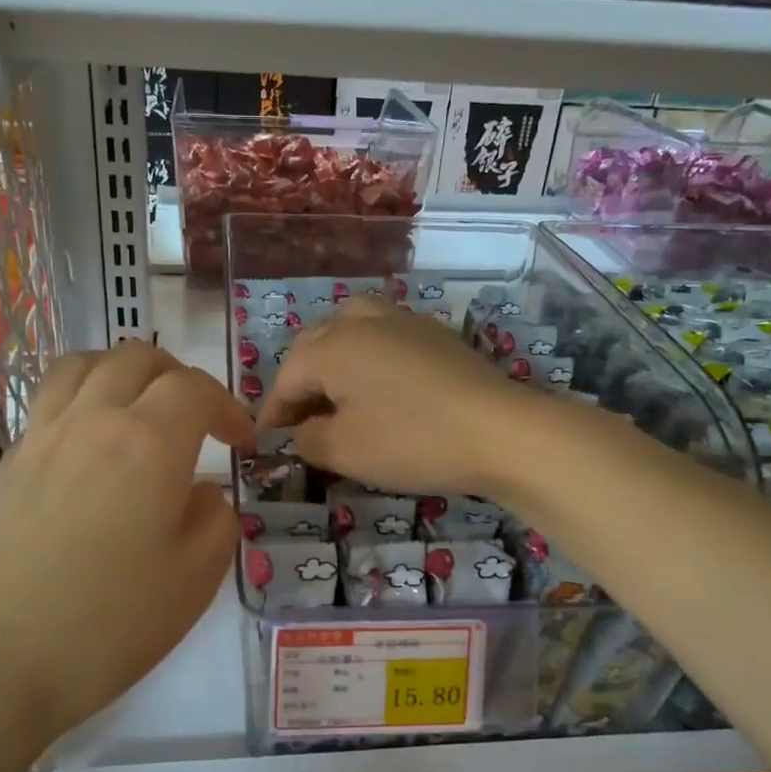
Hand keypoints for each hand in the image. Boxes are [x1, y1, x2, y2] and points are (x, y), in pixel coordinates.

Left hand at [0, 341, 252, 745]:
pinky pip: (50, 401)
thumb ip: (215, 522)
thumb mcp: (193, 581)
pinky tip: (92, 449)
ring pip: (83, 366)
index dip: (228, 408)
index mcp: (147, 442)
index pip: (195, 390)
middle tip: (198, 420)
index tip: (242, 445)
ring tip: (141, 411)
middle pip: (136, 359)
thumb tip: (204, 493)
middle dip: (179, 377)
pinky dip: (83, 399)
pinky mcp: (6, 466)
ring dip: (123, 373)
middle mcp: (91, 421)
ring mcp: (39, 439)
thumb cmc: (104, 626)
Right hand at [258, 299, 539, 497]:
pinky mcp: (434, 333)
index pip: (286, 378)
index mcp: (331, 346)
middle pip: (314, 346)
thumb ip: (307, 439)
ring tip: (337, 397)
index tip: (269, 443)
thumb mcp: (345, 451)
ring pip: (350, 330)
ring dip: (333, 361)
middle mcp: (361, 321)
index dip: (273, 413)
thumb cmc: (412, 441)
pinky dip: (368, 358)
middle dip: (300, 383)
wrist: (501, 431)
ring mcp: (402, 320)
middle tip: (300, 422)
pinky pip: (384, 336)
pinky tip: (381, 388)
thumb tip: (302, 431)